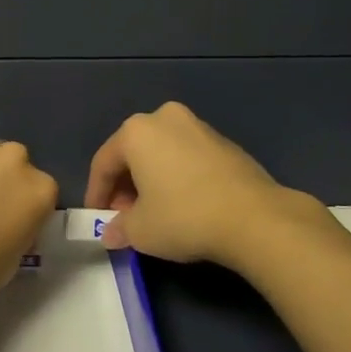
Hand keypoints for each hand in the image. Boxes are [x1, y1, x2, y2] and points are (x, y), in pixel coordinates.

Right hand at [86, 102, 331, 270]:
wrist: (254, 217)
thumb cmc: (184, 217)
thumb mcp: (141, 231)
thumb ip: (119, 228)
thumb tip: (111, 233)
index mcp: (136, 131)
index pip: (104, 162)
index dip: (97, 193)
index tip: (96, 218)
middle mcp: (164, 118)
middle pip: (133, 153)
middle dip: (125, 186)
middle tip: (125, 217)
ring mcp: (198, 126)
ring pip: (161, 152)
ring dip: (151, 180)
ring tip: (154, 213)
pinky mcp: (224, 141)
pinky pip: (187, 157)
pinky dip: (177, 176)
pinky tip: (184, 204)